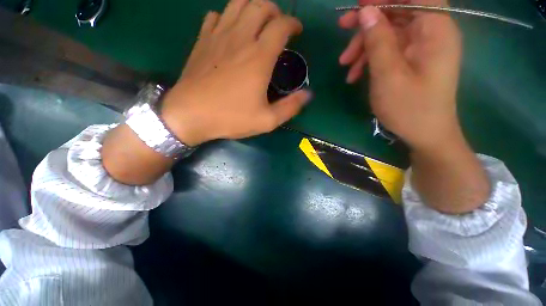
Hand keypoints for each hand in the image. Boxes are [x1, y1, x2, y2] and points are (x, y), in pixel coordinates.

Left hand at [161, 0, 310, 146]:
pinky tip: (230, 32)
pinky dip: (226, 17)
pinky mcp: (202, 41)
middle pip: (260, 5)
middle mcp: (240, 38)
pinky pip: (215, 16)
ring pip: (237, 3)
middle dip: (274, 11)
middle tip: (278, 26)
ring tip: (257, 23)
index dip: (293, 24)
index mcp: (259, 57)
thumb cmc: (231, 118)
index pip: (281, 25)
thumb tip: (307, 95)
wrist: (191, 115)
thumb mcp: (266, 120)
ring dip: (252, 7)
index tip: (297, 31)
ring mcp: (218, 36)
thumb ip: (290, 107)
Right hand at [338, 0, 462, 150]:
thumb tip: (366, 12)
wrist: (425, 135)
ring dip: (365, 45)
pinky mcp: (412, 61)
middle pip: (399, 12)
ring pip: (390, 32)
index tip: (360, 5)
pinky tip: (355, 74)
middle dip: (369, 20)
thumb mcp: (389, 75)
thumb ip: (379, 41)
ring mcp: (421, 48)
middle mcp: (431, 33)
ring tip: (345, 64)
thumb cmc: (410, 108)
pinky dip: (371, 59)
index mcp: (436, 30)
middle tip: (342, 27)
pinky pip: (390, 51)